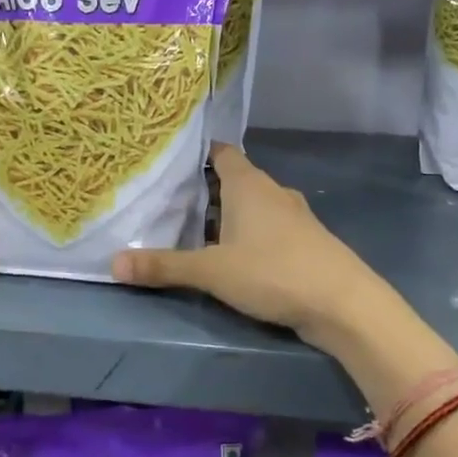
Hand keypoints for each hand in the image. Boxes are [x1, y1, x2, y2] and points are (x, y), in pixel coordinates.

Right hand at [112, 143, 393, 343]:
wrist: (343, 304)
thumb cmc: (274, 272)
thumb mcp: (212, 272)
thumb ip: (164, 266)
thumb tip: (114, 262)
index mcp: (249, 184)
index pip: (221, 153)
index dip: (197, 154)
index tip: (169, 161)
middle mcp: (272, 192)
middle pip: (234, 180)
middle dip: (204, 190)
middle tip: (167, 201)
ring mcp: (293, 217)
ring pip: (252, 207)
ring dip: (226, 216)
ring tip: (192, 230)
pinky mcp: (305, 242)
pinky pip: (267, 228)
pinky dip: (247, 235)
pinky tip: (232, 256)